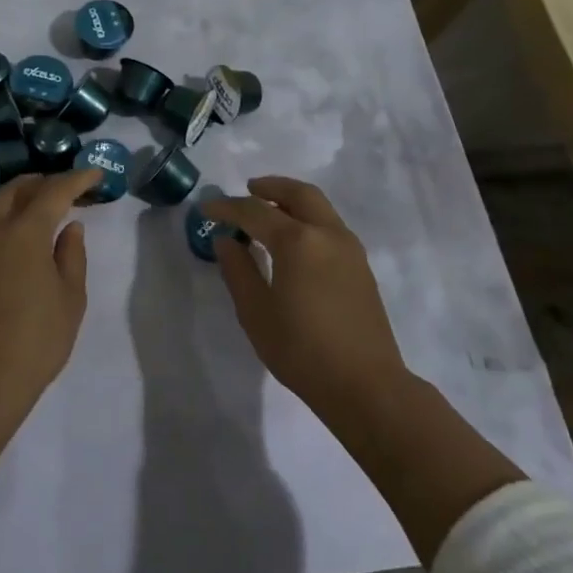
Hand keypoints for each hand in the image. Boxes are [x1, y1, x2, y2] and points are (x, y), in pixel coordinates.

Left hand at [0, 167, 101, 417]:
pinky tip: (21, 230)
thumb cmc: (35, 340)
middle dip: (43, 182)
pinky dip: (5, 214)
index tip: (96, 174)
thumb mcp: (70, 299)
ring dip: (19, 196)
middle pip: (16, 189)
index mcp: (23, 232)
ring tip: (43, 204)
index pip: (53, 191)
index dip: (76, 179)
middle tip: (68, 188)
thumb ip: (72, 256)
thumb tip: (70, 228)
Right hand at [204, 177, 414, 434]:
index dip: (227, 207)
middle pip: (298, 194)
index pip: (255, 211)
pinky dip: (308, 218)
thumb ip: (238, 270)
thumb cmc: (302, 350)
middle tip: (247, 190)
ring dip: (292, 200)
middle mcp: (327, 233)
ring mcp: (350, 248)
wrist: (366, 386)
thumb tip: (227, 240)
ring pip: (319, 207)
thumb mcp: (256, 312)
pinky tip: (293, 240)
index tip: (206, 210)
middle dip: (270, 187)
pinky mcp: (361, 266)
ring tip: (268, 210)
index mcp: (298, 241)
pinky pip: (330, 225)